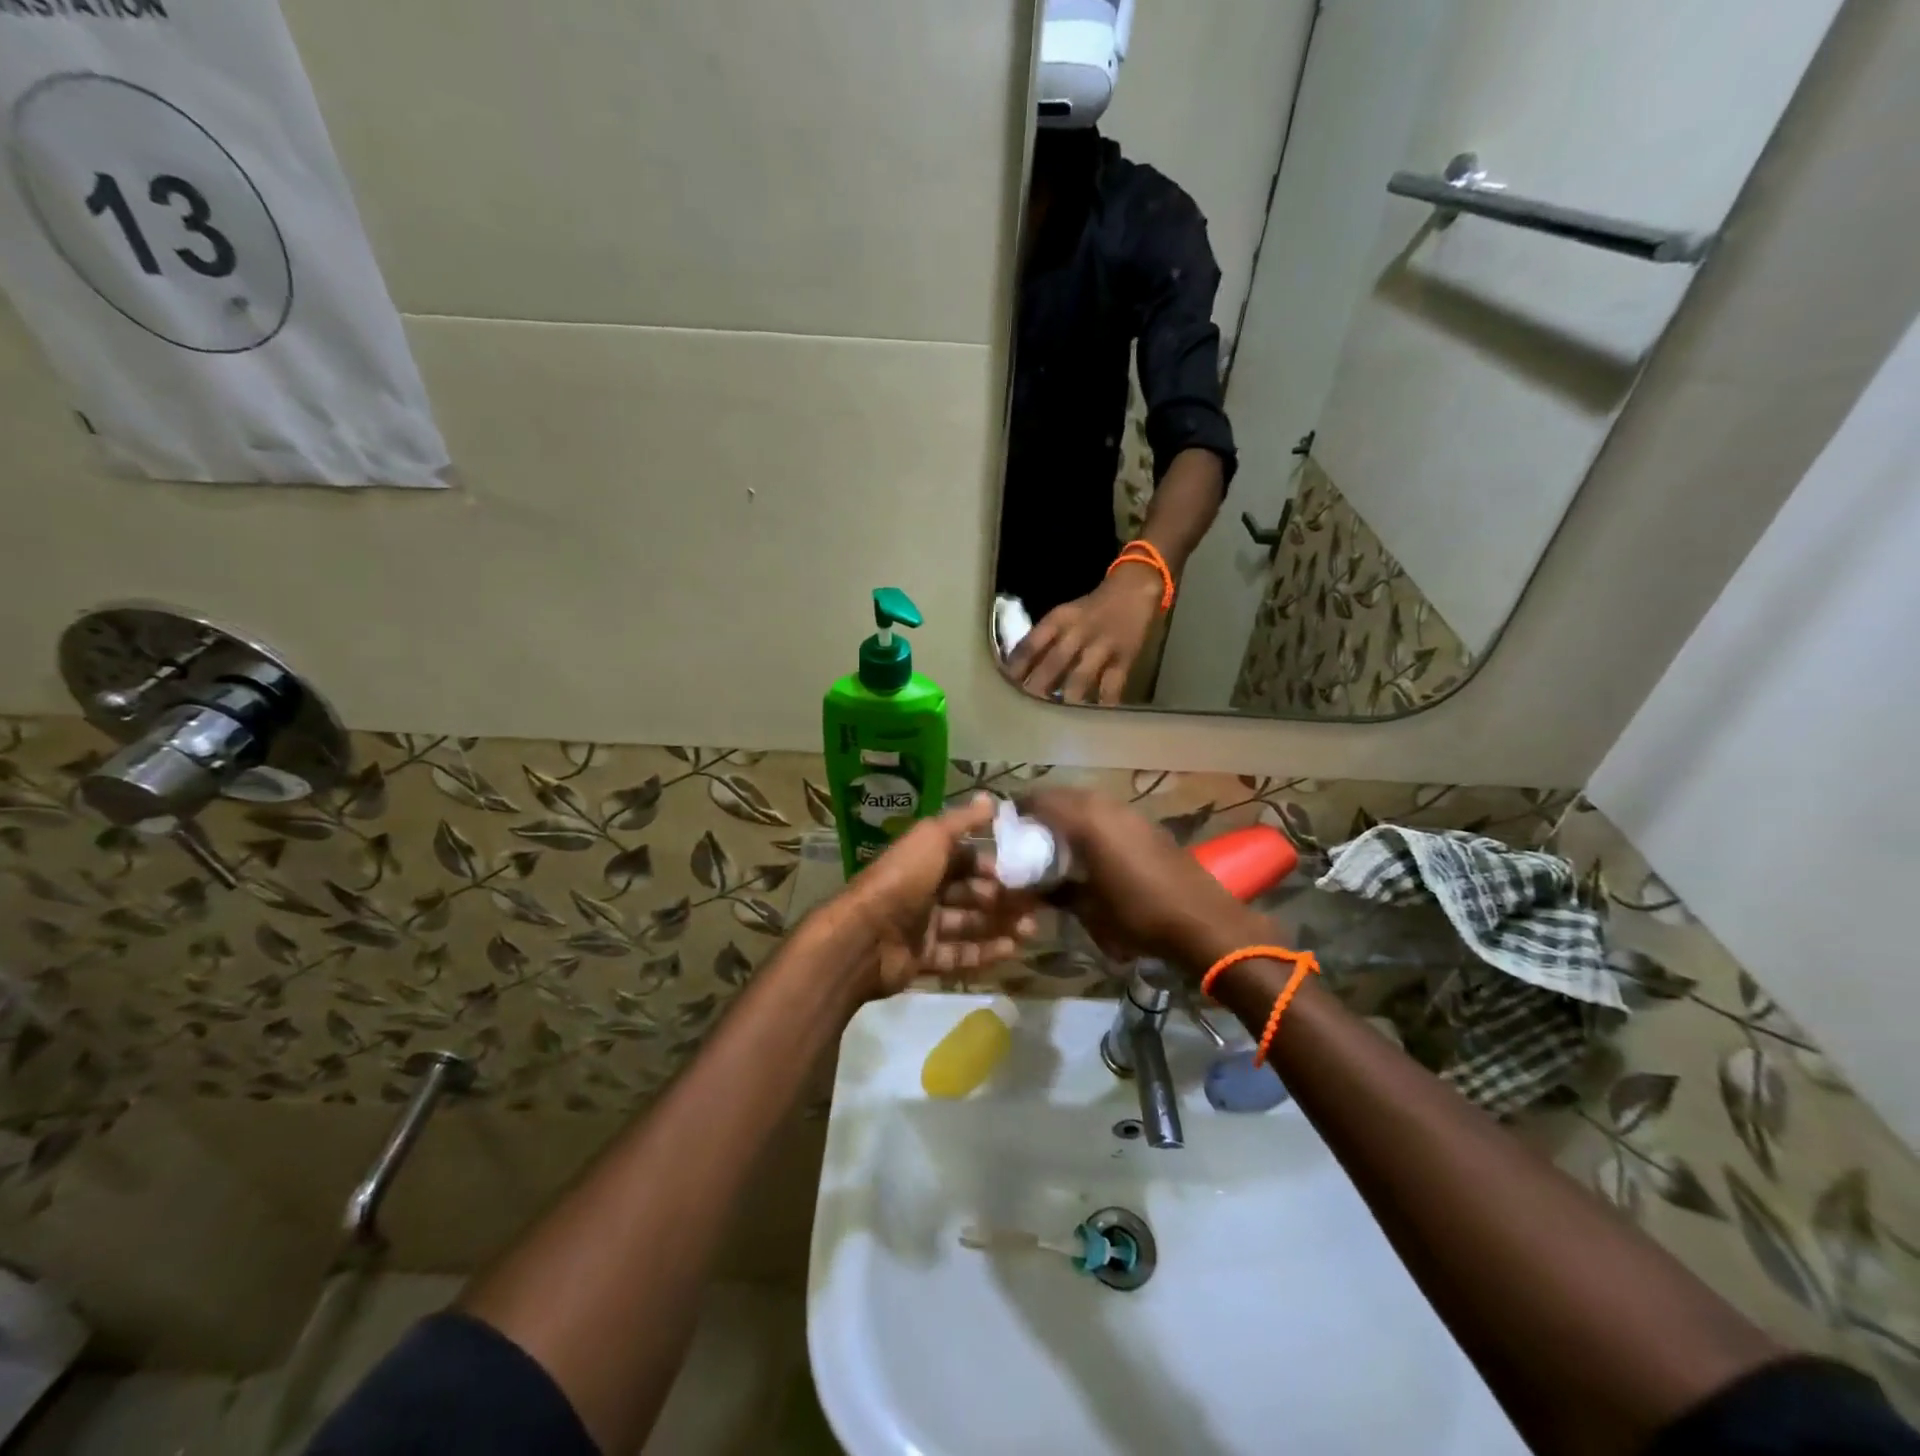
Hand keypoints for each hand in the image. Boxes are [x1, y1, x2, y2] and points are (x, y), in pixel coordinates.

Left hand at [840, 794, 1038, 995]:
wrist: (864, 936)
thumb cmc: (902, 879)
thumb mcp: (932, 838)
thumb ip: (963, 820)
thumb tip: (992, 799)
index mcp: (925, 860)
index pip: (965, 860)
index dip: (992, 865)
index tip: (1022, 871)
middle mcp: (923, 890)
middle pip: (970, 893)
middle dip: (1002, 898)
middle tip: (1034, 905)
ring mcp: (922, 927)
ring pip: (968, 925)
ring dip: (1000, 925)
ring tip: (1031, 929)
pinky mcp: (922, 959)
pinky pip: (958, 955)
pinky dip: (985, 953)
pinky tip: (1012, 950)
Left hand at [1006, 563, 1161, 703]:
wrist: (1134, 589)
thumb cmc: (1092, 607)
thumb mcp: (1064, 614)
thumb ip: (1045, 638)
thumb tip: (1019, 667)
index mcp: (1060, 619)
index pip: (1032, 643)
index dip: (1017, 665)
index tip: (1005, 683)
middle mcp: (1079, 632)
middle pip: (1054, 662)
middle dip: (1038, 685)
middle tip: (1025, 706)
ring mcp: (1102, 646)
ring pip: (1081, 676)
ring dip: (1067, 697)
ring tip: (1055, 718)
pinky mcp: (1124, 658)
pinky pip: (1113, 685)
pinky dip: (1104, 702)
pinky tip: (1095, 718)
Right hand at [1017, 788, 1261, 970]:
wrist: (1202, 922)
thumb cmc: (1138, 917)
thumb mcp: (1088, 911)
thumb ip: (1058, 892)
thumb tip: (1035, 889)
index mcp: (1086, 821)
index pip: (1040, 800)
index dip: (1019, 809)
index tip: (1006, 826)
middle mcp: (1106, 806)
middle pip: (1063, 795)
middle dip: (1043, 809)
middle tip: (1028, 835)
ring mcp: (1131, 813)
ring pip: (1088, 801)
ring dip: (1069, 814)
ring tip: (1056, 842)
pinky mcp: (1148, 824)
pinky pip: (1109, 812)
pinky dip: (1092, 821)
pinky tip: (1091, 849)